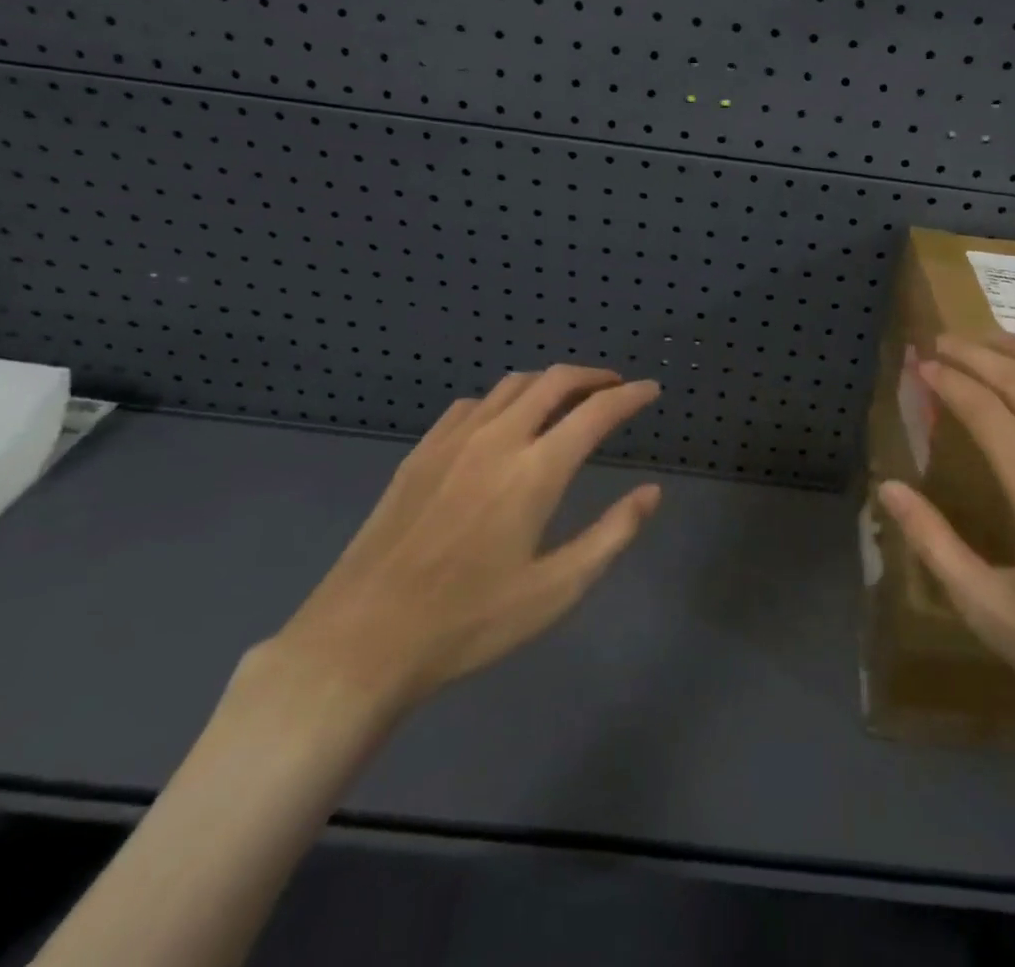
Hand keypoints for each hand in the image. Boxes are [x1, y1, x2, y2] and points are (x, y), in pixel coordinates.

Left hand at [267, 366, 661, 726]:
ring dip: (549, 382)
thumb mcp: (556, 590)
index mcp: (536, 471)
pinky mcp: (420, 453)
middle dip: (593, 376)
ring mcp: (453, 440)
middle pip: (554, 381)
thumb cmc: (470, 622)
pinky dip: (504, 400)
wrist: (363, 639)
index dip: (629, 396)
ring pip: (512, 385)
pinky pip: (472, 404)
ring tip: (567, 398)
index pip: (596, 412)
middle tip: (614, 386)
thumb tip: (651, 492)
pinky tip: (504, 422)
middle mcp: (498, 439)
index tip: (651, 390)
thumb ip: (612, 534)